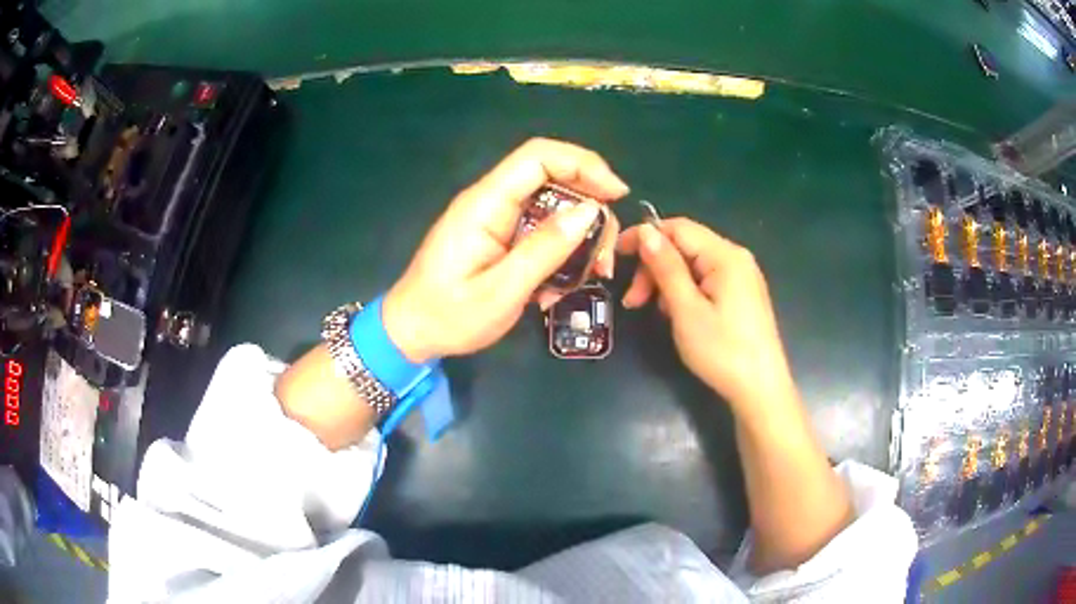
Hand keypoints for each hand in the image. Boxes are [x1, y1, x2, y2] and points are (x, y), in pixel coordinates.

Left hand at [383, 138, 627, 362]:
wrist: (411, 332)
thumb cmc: (448, 316)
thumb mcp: (501, 291)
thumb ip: (545, 249)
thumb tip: (590, 211)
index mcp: (485, 204)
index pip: (538, 157)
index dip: (583, 164)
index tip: (616, 194)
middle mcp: (492, 201)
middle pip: (553, 178)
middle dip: (590, 208)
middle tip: (604, 253)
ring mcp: (496, 218)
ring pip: (553, 206)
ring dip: (580, 236)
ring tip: (591, 273)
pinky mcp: (500, 236)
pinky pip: (541, 230)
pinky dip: (561, 252)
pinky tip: (560, 285)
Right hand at [617, 218, 794, 413]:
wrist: (760, 389)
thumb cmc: (722, 350)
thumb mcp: (687, 309)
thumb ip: (666, 267)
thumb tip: (645, 231)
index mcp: (725, 255)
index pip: (677, 228)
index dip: (644, 236)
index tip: (616, 256)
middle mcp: (735, 257)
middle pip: (685, 246)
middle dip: (654, 267)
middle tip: (633, 301)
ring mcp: (741, 276)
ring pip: (693, 265)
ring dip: (666, 282)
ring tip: (655, 313)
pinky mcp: (741, 294)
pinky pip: (705, 279)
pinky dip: (684, 291)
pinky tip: (677, 314)